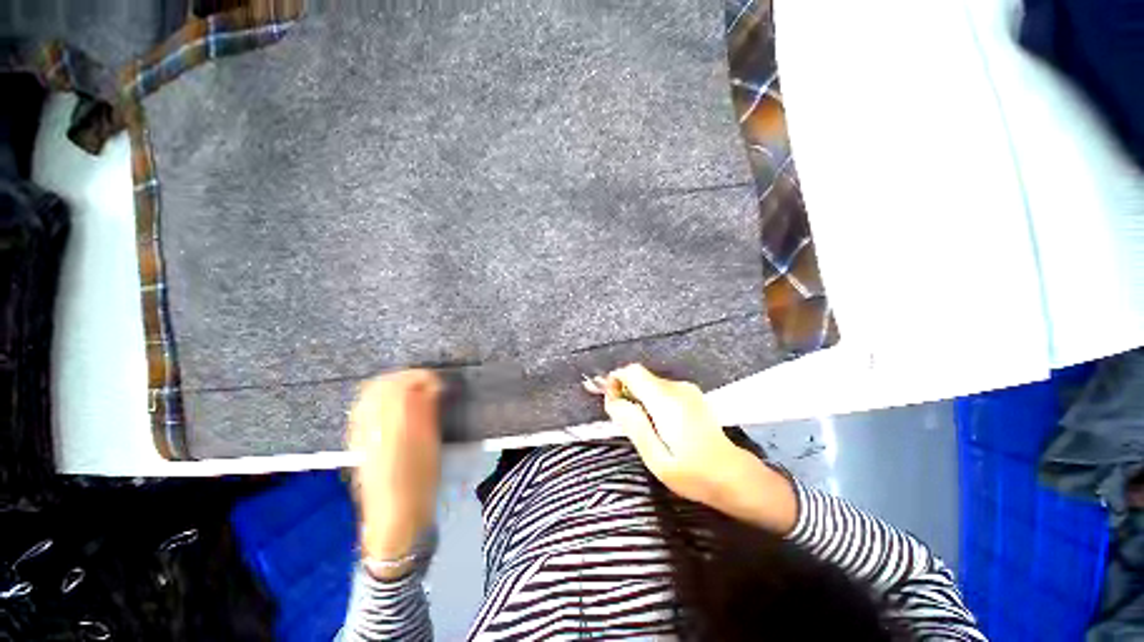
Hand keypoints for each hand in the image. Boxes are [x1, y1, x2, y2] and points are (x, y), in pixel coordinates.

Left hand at [347, 370, 441, 576]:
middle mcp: (368, 426)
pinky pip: (364, 410)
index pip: (398, 386)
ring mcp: (359, 435)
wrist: (395, 519)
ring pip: (369, 396)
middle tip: (426, 382)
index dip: (419, 377)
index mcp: (389, 426)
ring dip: (392, 386)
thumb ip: (425, 412)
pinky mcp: (358, 443)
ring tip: (414, 390)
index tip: (438, 382)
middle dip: (404, 378)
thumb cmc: (419, 483)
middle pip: (378, 386)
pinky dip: (380, 399)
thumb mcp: (430, 446)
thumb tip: (430, 387)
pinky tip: (396, 406)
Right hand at [602, 364, 796, 533]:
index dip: (616, 380)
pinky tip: (657, 424)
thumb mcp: (655, 458)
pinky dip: (651, 400)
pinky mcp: (691, 395)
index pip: (633, 372)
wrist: (733, 475)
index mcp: (666, 400)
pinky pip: (661, 390)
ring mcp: (687, 389)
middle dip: (626, 392)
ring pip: (650, 383)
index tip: (612, 402)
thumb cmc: (692, 473)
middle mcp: (677, 388)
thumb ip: (633, 425)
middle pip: (640, 376)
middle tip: (623, 420)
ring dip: (639, 398)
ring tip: (641, 427)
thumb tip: (612, 400)